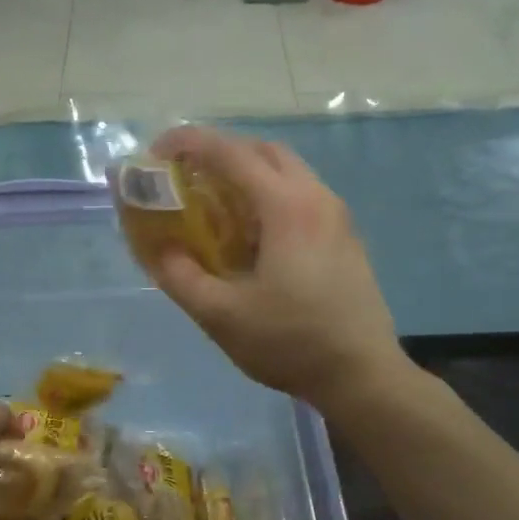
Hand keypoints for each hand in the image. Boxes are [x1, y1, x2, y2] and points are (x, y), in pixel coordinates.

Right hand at [147, 127, 407, 414]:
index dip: (188, 145)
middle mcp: (316, 197)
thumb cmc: (289, 342)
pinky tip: (254, 236)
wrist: (361, 374)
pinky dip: (270, 197)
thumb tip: (159, 249)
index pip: (230, 153)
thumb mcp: (221, 316)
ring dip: (248, 175)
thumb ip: (181, 277)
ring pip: (288, 172)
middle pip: (263, 151)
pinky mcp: (346, 238)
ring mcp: (337, 217)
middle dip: (220, 154)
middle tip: (188, 178)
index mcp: (285, 207)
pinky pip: (302, 196)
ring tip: (217, 206)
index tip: (157, 154)